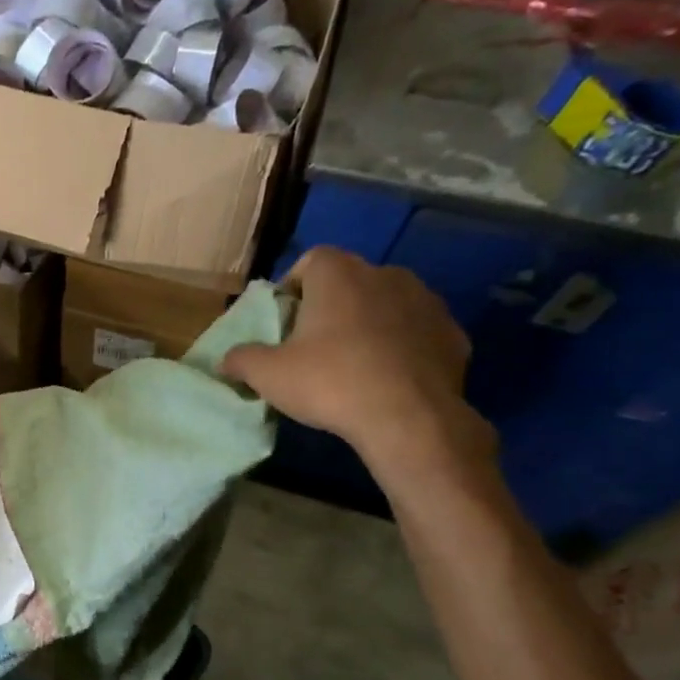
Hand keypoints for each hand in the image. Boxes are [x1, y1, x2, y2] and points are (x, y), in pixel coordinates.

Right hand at [221, 247, 492, 482]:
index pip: (310, 260)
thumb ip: (241, 359)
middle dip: (330, 305)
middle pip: (349, 281)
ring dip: (368, 323)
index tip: (284, 320)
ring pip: (386, 304)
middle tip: (312, 344)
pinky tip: (387, 378)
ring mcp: (426, 302)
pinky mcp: (453, 334)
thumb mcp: (267, 375)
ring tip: (352, 362)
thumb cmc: (330, 382)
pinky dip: (400, 346)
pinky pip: (416, 332)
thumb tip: (226, 360)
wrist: (410, 418)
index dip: (293, 287)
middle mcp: (386, 275)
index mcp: (339, 275)